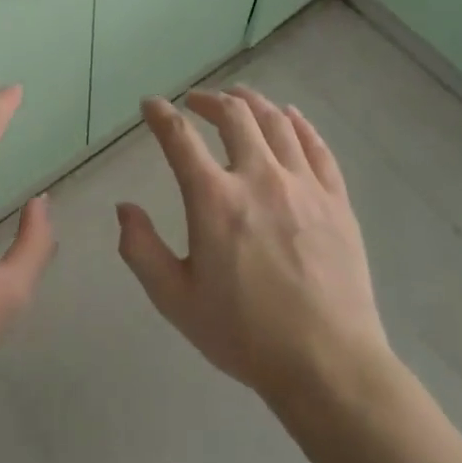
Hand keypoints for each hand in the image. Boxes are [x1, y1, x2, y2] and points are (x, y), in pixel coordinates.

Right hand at [118, 86, 389, 408]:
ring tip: (238, 98)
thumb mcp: (176, 300)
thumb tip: (124, 209)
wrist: (328, 364)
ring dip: (252, 102)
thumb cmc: (245, 334)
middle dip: (208, 99)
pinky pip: (317, 146)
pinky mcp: (336, 199)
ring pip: (276, 122)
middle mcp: (259, 177)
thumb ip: (142, 250)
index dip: (160, 115)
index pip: (180, 138)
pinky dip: (298, 123)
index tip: (150, 105)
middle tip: (195, 101)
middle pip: (234, 115)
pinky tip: (290, 117)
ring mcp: (304, 185)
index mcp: (214, 199)